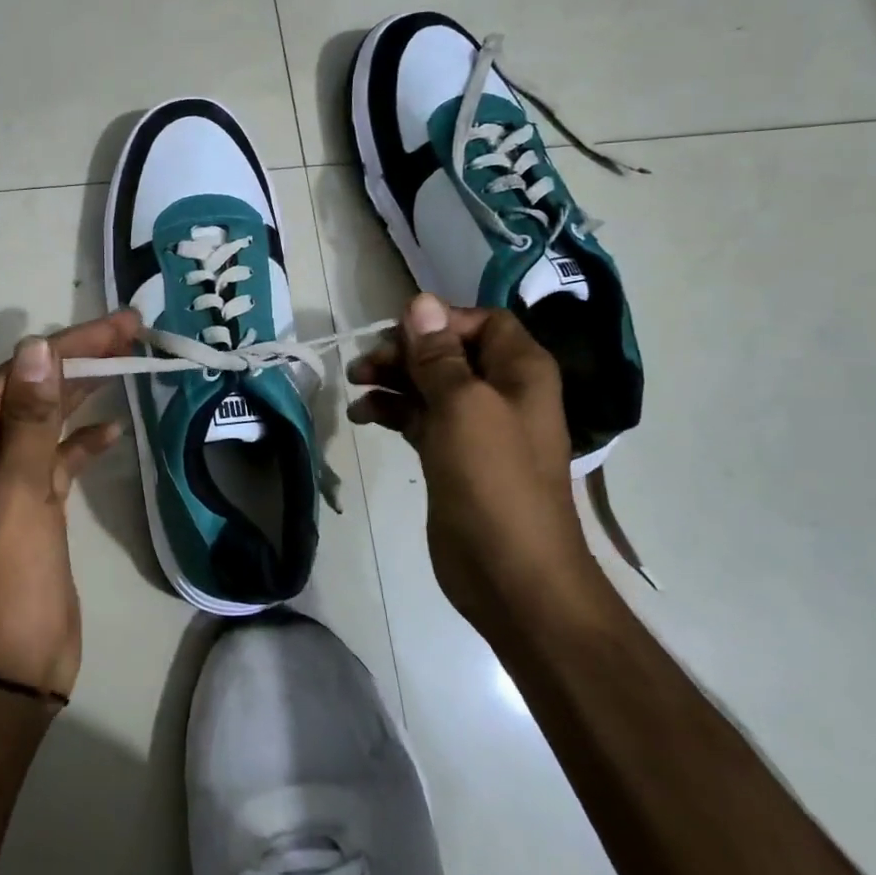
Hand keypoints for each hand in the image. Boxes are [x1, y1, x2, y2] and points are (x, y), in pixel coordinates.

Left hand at [0, 309, 141, 698]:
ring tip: (129, 362)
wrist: (10, 670)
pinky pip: (58, 459)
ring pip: (47, 422)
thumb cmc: (5, 580)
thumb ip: (30, 419)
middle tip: (131, 330)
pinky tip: (113, 430)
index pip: (13, 380)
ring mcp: (5, 483)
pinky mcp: (33, 506)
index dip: (63, 348)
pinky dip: (83, 442)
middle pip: (31, 394)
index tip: (113, 327)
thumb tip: (36, 347)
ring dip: (84, 394)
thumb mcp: (17, 493)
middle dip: (79, 361)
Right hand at [347, 293, 594, 629]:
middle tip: (364, 365)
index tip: (399, 337)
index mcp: (520, 371)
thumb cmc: (493, 479)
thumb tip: (420, 301)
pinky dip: (392, 411)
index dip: (440, 322)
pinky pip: (419, 417)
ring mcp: (476, 426)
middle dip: (404, 351)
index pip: (482, 322)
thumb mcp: (463, 406)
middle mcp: (501, 391)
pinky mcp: (452, 455)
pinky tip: (363, 415)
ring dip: (391, 379)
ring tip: (355, 385)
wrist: (511, 573)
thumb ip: (438, 354)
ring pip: (428, 384)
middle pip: (448, 351)